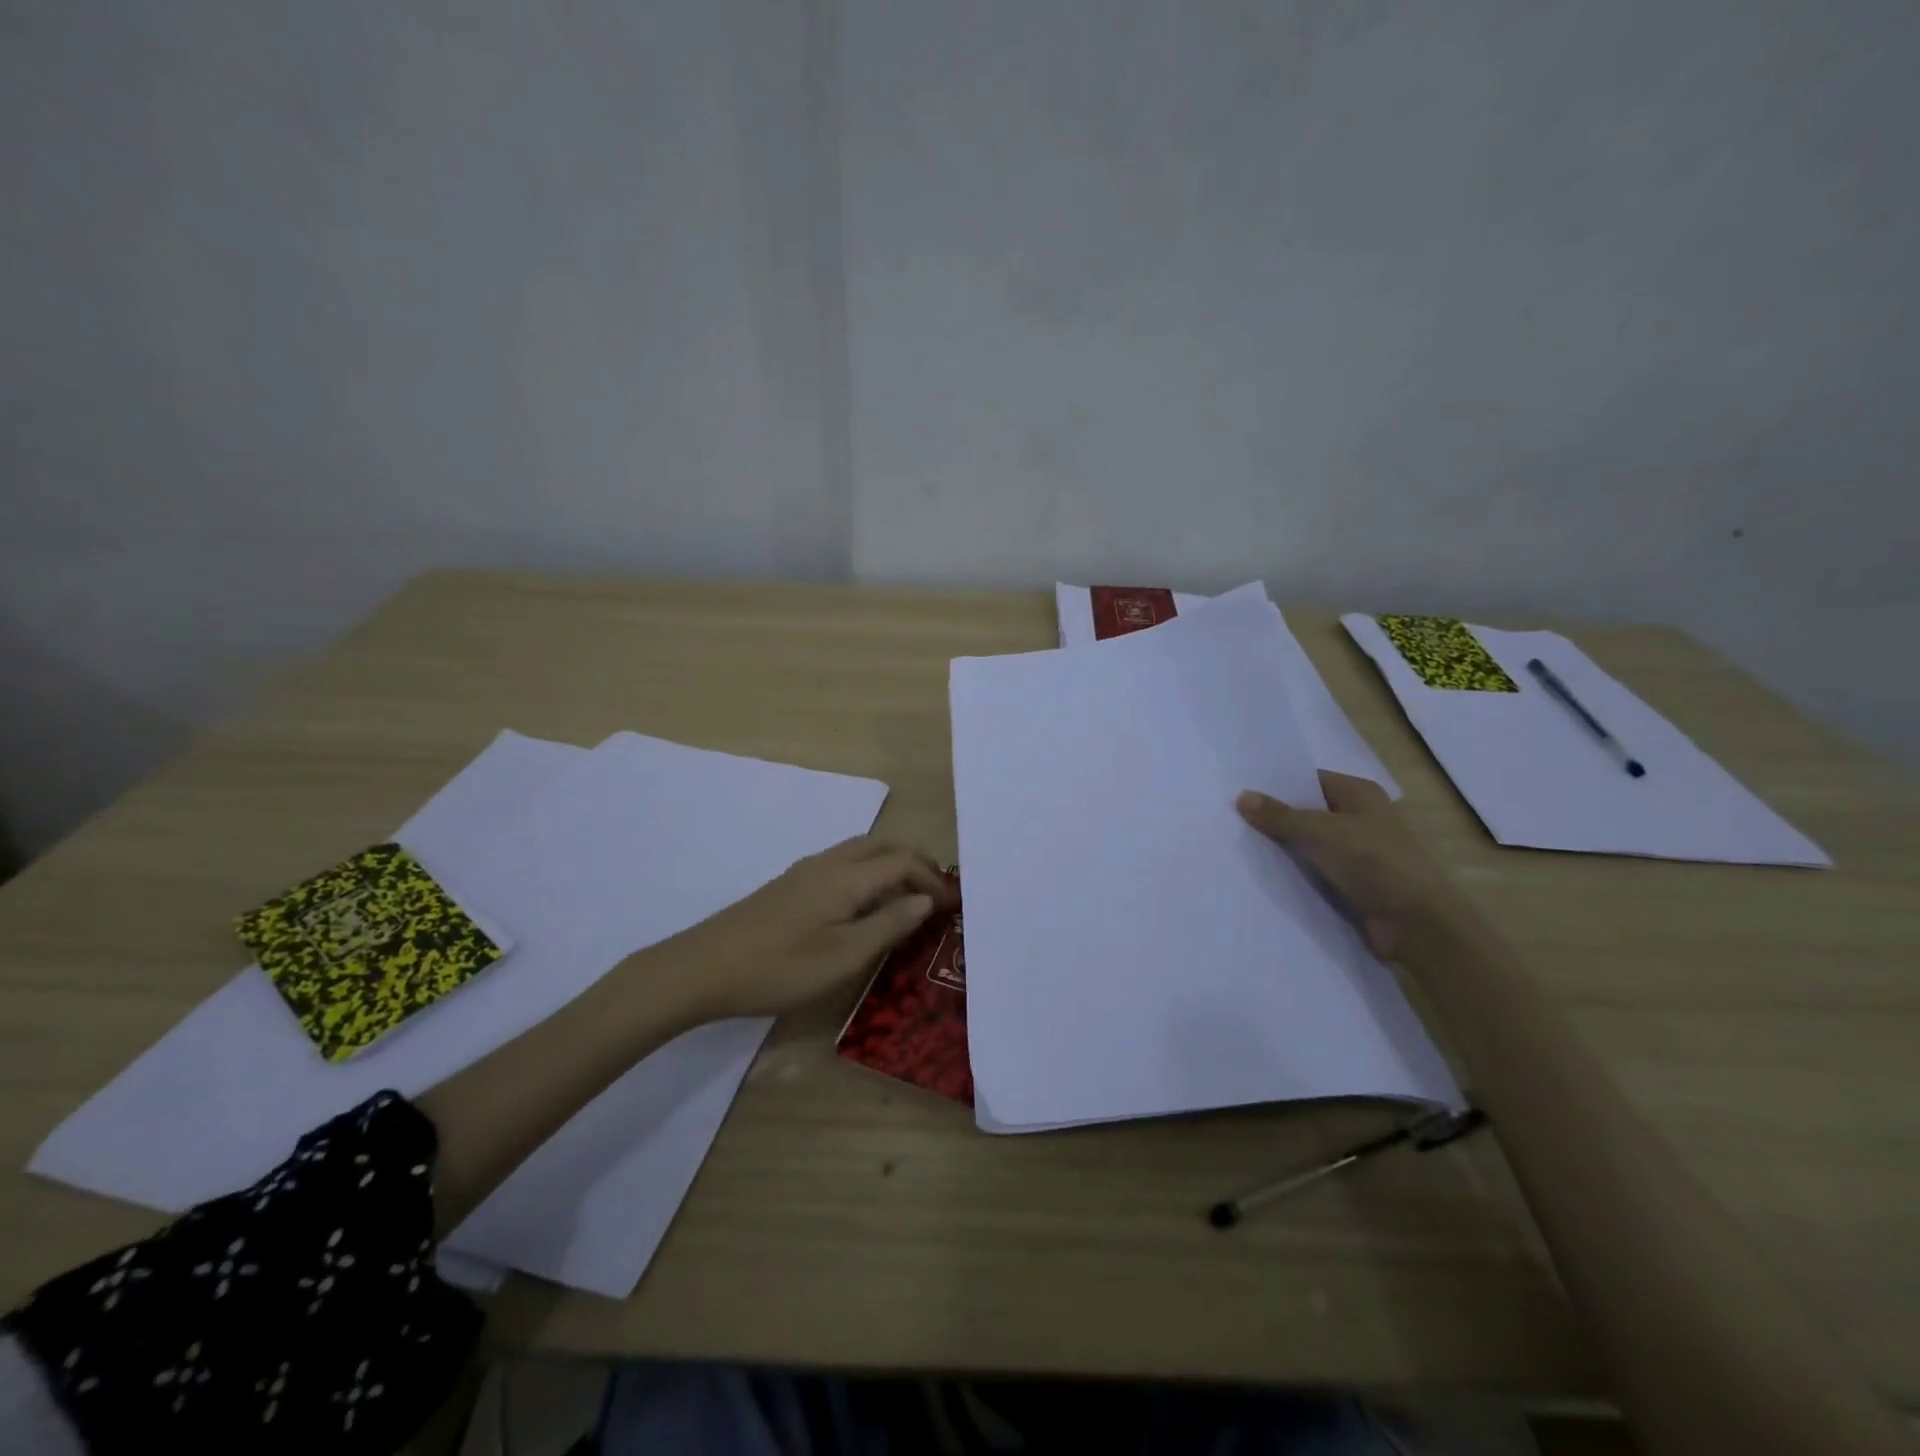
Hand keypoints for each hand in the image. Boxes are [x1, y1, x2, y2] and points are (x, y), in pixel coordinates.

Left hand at [651, 837, 954, 1018]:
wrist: (703, 968)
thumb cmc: (780, 967)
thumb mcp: (844, 956)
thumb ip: (888, 924)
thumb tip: (924, 900)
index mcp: (846, 877)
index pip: (902, 862)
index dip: (931, 879)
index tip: (950, 905)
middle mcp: (828, 863)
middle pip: (881, 846)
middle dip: (914, 862)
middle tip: (933, 891)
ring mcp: (804, 872)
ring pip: (859, 852)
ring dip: (889, 866)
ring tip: (904, 898)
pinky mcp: (788, 886)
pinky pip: (841, 865)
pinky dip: (866, 874)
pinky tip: (861, 905)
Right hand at [1236, 771, 1467, 960]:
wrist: (1415, 924)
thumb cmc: (1373, 862)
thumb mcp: (1320, 831)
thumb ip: (1280, 816)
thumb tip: (1241, 796)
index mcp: (1360, 794)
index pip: (1309, 780)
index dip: (1276, 785)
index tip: (1238, 790)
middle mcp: (1360, 818)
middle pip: (1307, 812)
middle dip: (1274, 817)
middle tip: (1229, 818)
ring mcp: (1357, 853)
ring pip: (1309, 844)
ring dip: (1282, 848)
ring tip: (1236, 844)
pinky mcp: (1352, 883)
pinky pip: (1314, 871)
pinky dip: (1293, 873)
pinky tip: (1260, 874)